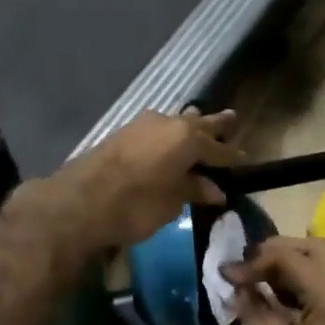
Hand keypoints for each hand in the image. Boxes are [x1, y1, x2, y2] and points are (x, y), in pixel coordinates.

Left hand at [44, 108, 239, 250]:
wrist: (80, 202)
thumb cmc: (135, 205)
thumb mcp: (172, 202)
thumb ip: (193, 190)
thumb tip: (214, 189)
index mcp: (188, 138)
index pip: (219, 149)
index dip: (232, 157)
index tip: (243, 161)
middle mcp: (168, 123)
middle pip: (199, 123)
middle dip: (215, 126)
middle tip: (231, 120)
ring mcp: (142, 125)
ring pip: (175, 121)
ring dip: (188, 126)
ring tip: (200, 125)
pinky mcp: (122, 133)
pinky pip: (156, 128)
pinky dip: (168, 134)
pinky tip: (168, 141)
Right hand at [226, 237, 324, 324]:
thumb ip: (254, 311)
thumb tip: (235, 286)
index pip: (290, 256)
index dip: (254, 261)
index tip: (227, 275)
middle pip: (313, 247)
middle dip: (276, 252)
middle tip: (246, 269)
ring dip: (292, 263)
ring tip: (258, 280)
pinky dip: (306, 279)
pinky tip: (280, 297)